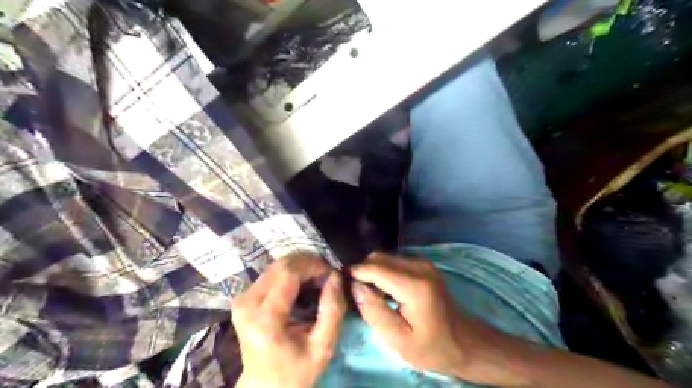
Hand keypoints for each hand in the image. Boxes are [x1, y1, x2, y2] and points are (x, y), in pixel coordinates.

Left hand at [232, 255, 345, 387]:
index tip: (331, 273)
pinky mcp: (243, 298)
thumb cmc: (295, 371)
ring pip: (275, 265)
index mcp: (265, 318)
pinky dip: (291, 272)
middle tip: (326, 275)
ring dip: (300, 267)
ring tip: (317, 279)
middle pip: (280, 265)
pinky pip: (271, 273)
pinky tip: (303, 283)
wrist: (263, 387)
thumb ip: (332, 311)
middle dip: (308, 263)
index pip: (289, 272)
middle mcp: (247, 303)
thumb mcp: (322, 348)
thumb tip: (335, 277)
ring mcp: (242, 299)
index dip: (313, 265)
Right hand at [353, 253, 503, 382]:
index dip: (355, 273)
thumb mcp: (398, 340)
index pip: (374, 268)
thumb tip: (354, 285)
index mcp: (414, 286)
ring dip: (372, 271)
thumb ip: (373, 311)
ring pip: (385, 257)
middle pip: (378, 257)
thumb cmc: (431, 347)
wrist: (465, 342)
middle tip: (356, 294)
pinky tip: (384, 290)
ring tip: (370, 294)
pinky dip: (383, 271)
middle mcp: (419, 267)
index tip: (341, 284)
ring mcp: (423, 263)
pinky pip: (394, 260)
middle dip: (363, 272)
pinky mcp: (423, 265)